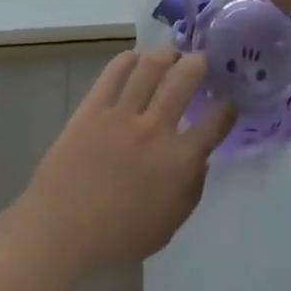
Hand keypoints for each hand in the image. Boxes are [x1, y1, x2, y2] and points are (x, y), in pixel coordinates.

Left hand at [10, 50, 234, 278]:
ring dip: (167, 54)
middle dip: (198, 64)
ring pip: (151, 66)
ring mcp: (123, 114)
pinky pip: (114, 72)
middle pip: (184, 79)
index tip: (228, 102)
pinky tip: (136, 56)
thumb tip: (201, 160)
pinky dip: (128, 58)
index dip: (226, 109)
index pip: (214, 124)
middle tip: (200, 61)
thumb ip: (191, 191)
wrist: (61, 229)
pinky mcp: (94, 106)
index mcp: (178, 161)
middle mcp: (155, 128)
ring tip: (171, 54)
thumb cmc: (118, 237)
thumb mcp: (168, 226)